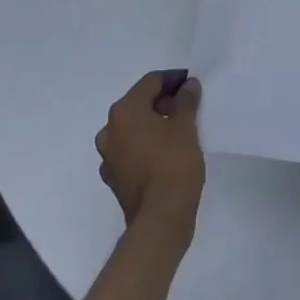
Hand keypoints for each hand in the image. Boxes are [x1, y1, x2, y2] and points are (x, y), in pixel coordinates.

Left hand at [95, 71, 204, 241]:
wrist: (160, 220)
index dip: (173, 79)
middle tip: (188, 105)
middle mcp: (110, 129)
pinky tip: (165, 153)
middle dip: (163, 101)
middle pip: (138, 103)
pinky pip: (131, 150)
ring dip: (153, 123)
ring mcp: (109, 156)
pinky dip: (146, 145)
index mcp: (124, 110)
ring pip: (133, 128)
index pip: (151, 82)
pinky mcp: (114, 178)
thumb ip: (186, 100)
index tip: (191, 83)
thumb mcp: (186, 126)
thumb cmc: (173, 164)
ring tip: (178, 129)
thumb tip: (188, 85)